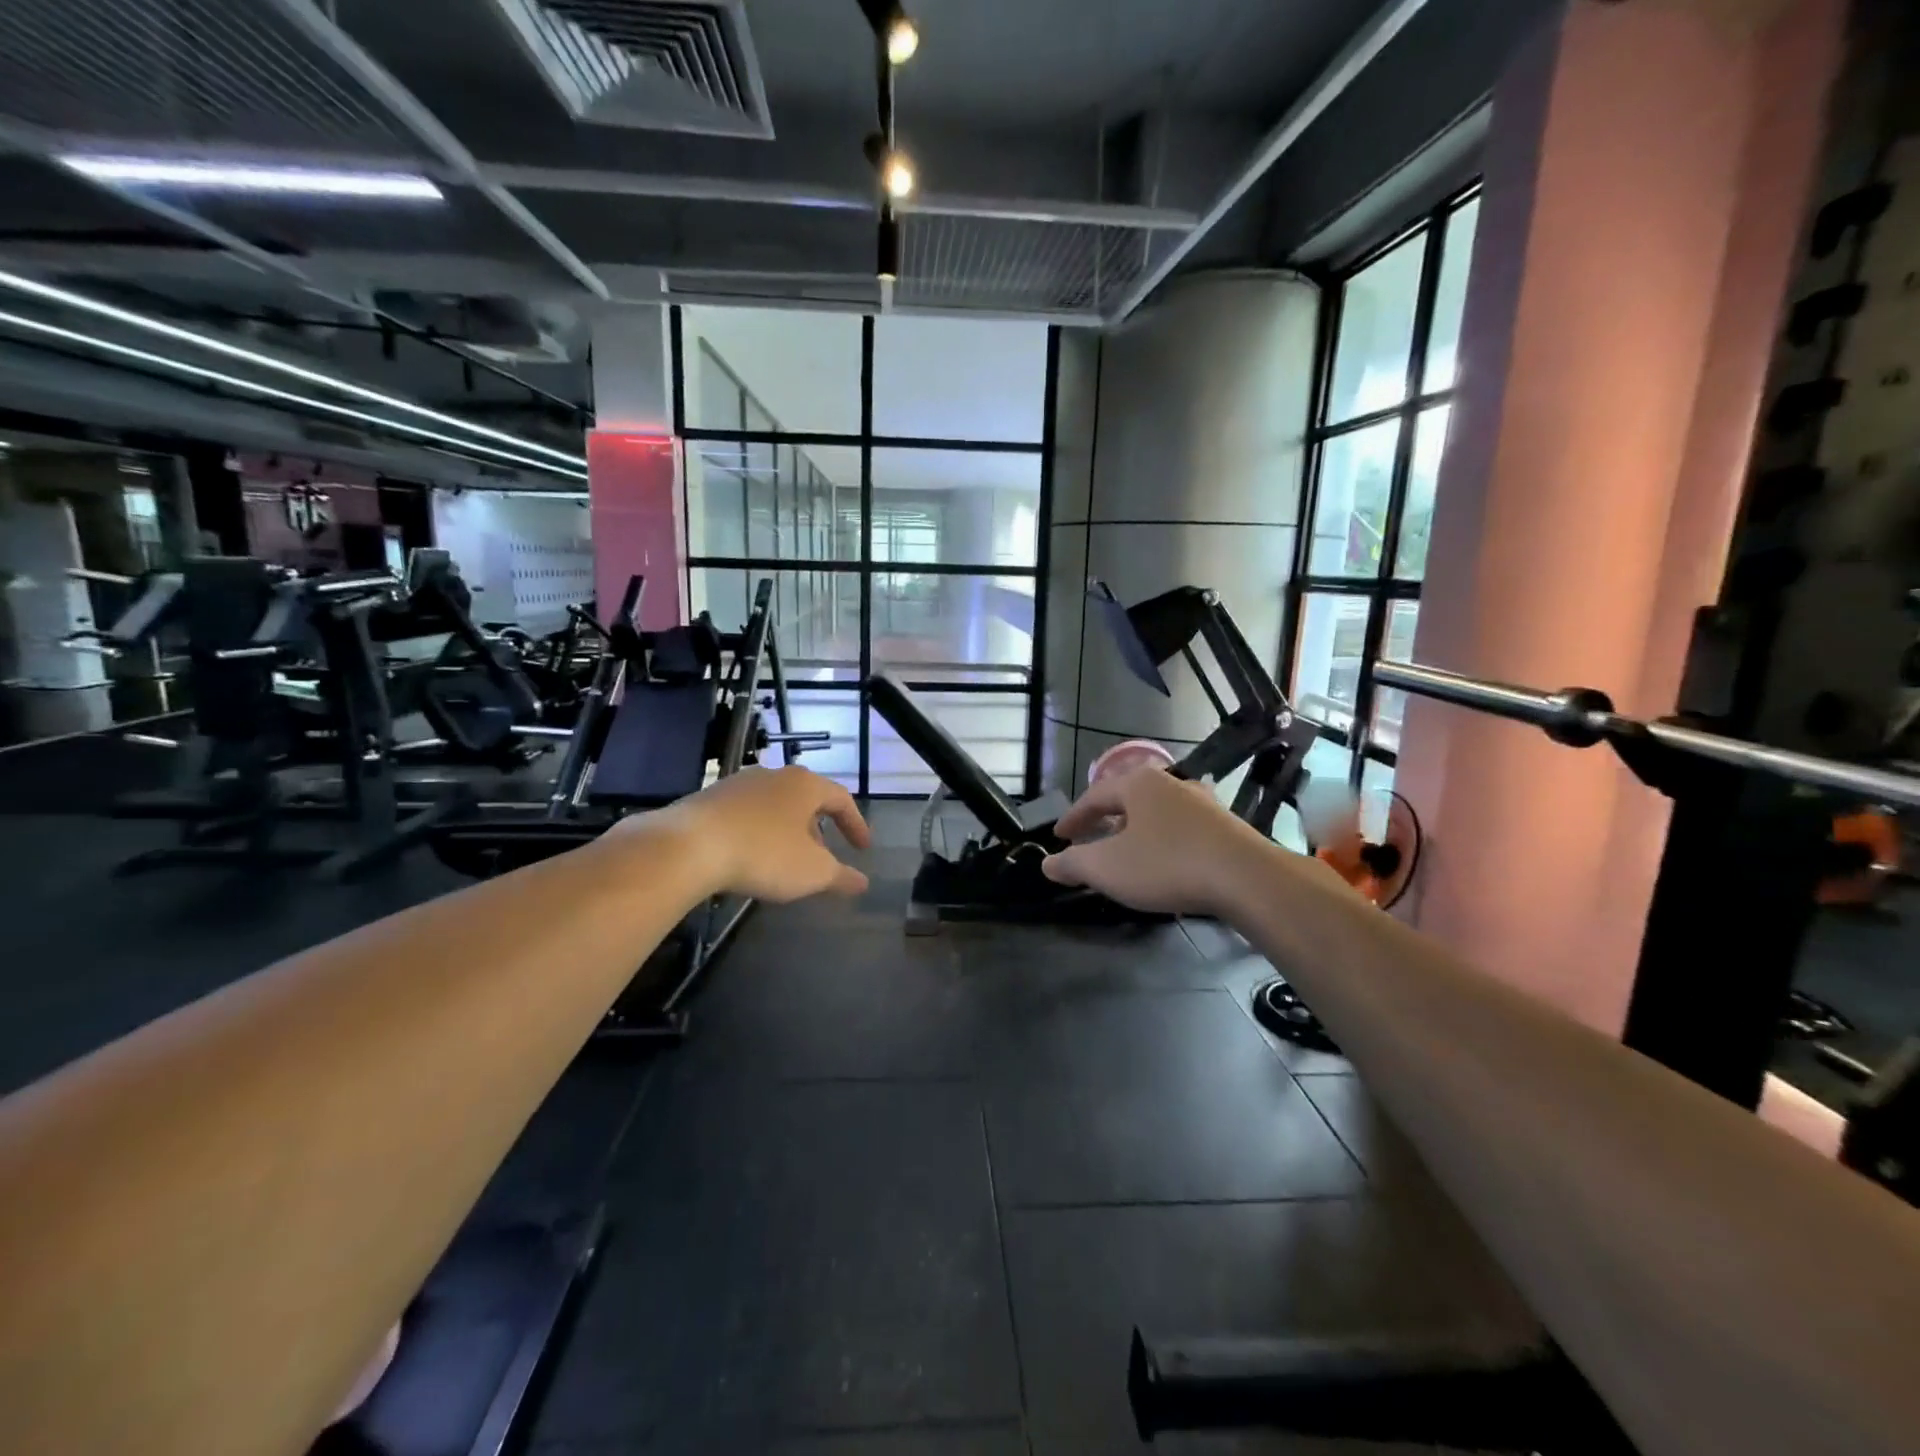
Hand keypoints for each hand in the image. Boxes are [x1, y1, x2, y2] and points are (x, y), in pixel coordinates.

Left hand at [655, 765, 871, 901]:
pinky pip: (746, 814)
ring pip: (774, 806)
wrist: (687, 846)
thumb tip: (863, 882)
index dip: (856, 824)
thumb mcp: (811, 872)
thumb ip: (840, 876)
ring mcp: (738, 784)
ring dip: (787, 831)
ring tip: (786, 860)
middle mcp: (774, 775)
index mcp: (805, 785)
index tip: (862, 849)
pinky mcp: (709, 799)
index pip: (841, 799)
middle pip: (806, 800)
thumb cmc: (764, 853)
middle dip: (818, 829)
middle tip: (823, 857)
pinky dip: (758, 833)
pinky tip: (750, 857)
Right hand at [1042, 767, 1285, 915]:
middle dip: (1105, 819)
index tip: (1059, 836)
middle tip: (1089, 839)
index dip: (1074, 817)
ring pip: (1157, 812)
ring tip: (1126, 849)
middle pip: (1127, 798)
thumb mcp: (1107, 867)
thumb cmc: (1167, 864)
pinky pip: (1181, 828)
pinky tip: (1165, 860)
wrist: (1246, 878)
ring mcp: (1202, 803)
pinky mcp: (1225, 826)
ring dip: (1136, 829)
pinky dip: (1163, 840)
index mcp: (1138, 784)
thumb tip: (1047, 864)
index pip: (1094, 796)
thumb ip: (1073, 863)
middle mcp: (1170, 784)